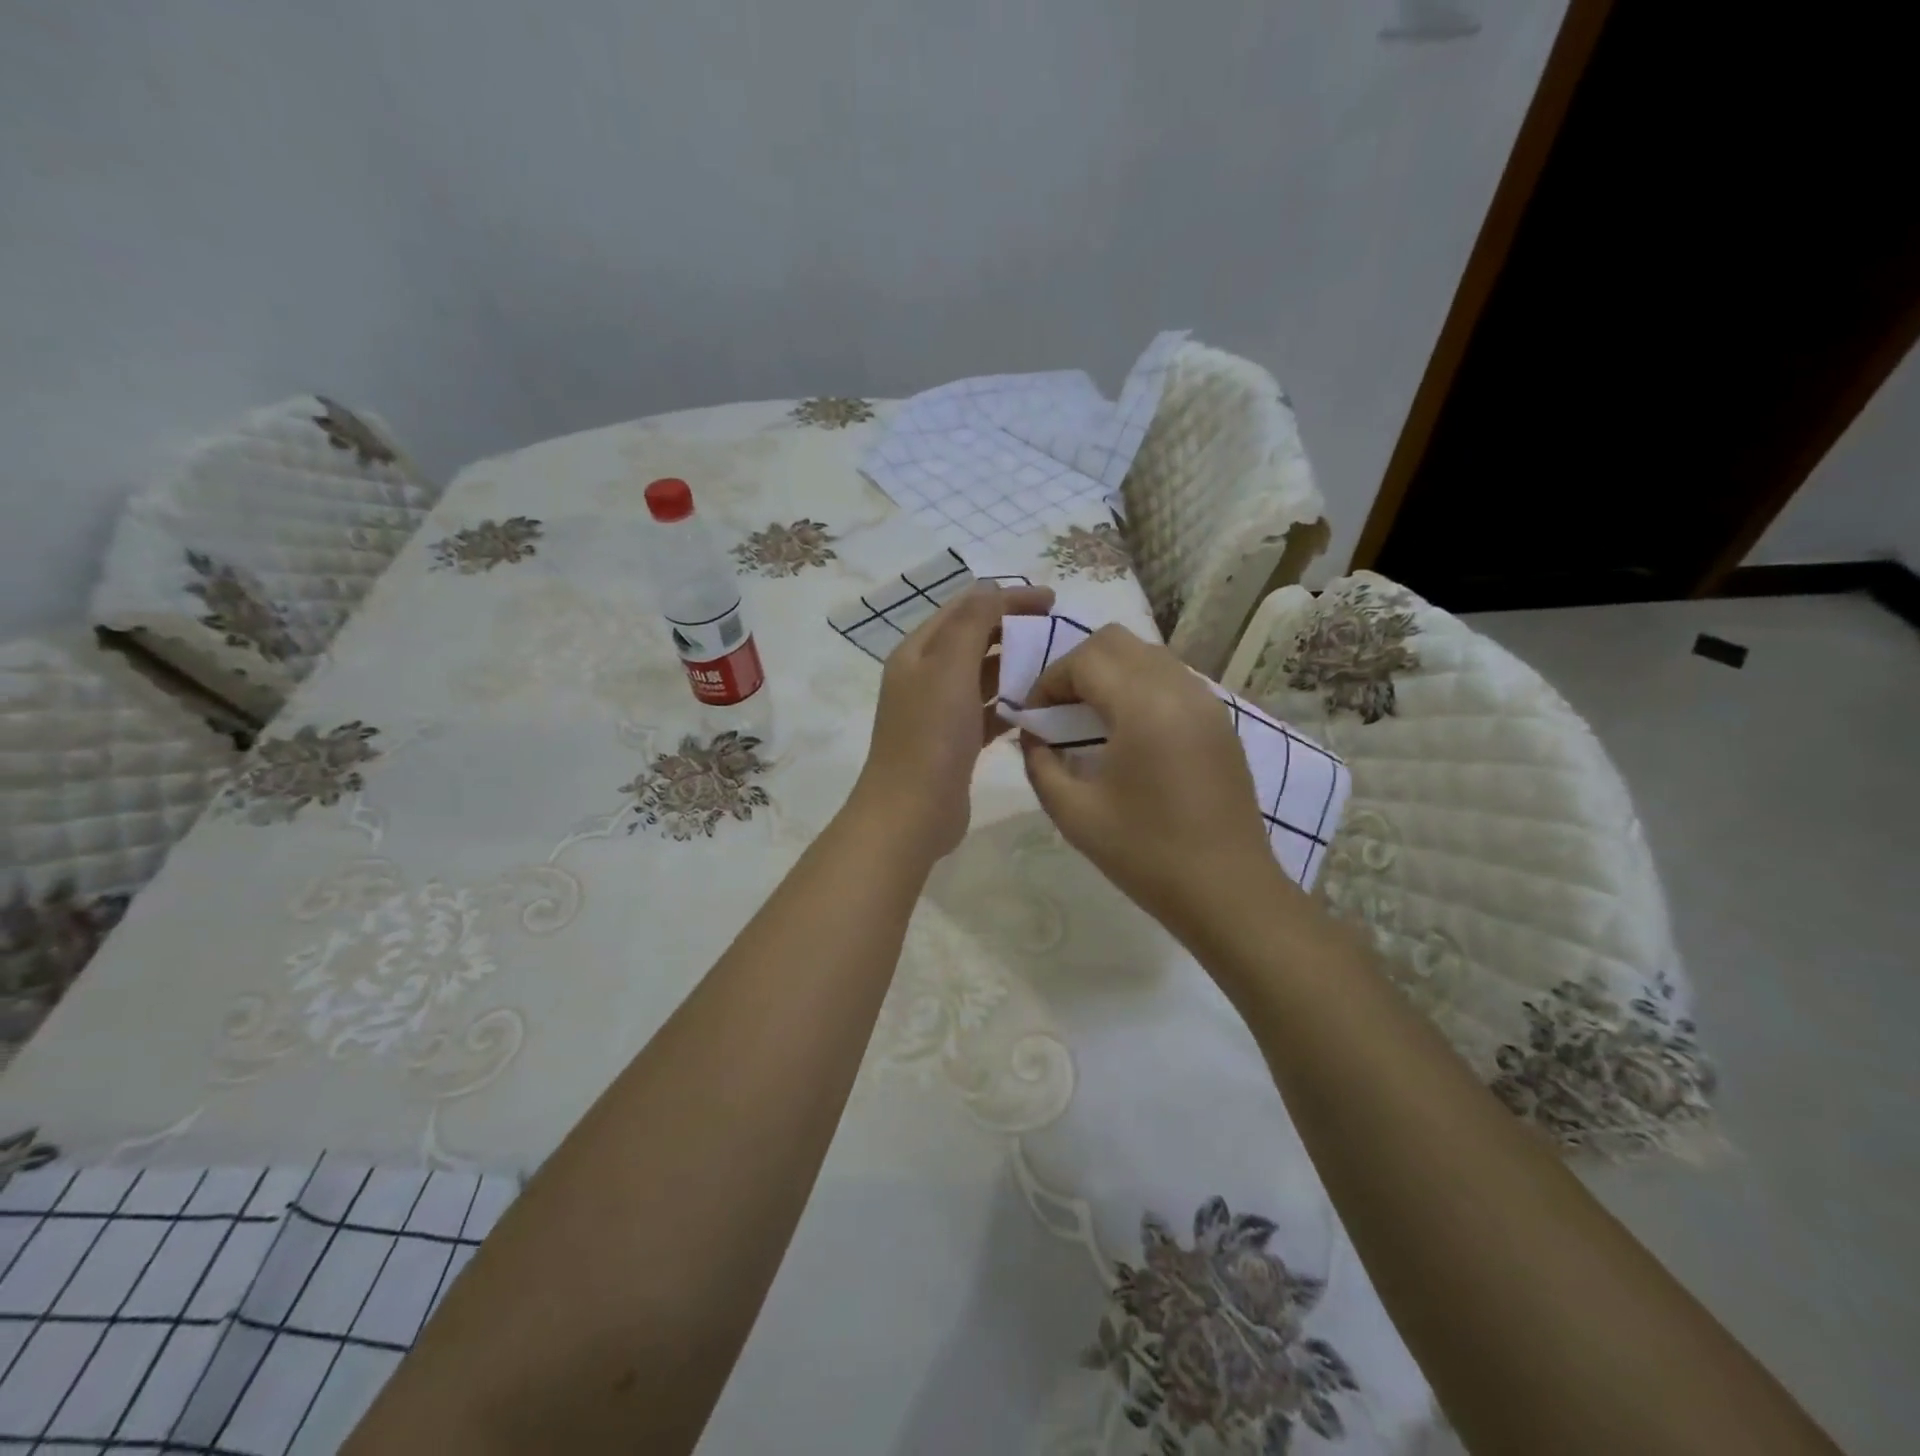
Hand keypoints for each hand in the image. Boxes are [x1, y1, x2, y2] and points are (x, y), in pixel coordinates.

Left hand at [850, 581, 1056, 861]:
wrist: (911, 813)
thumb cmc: (931, 736)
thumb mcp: (949, 668)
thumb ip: (972, 624)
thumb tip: (993, 590)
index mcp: (918, 652)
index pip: (965, 608)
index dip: (1007, 598)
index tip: (1052, 600)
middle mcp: (925, 676)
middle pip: (973, 639)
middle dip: (1013, 629)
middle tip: (1058, 631)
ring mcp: (940, 711)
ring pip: (983, 676)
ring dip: (1015, 666)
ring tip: (1056, 665)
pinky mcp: (956, 742)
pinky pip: (988, 712)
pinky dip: (1011, 704)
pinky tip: (1039, 707)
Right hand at [1019, 625, 1287, 943]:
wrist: (1227, 891)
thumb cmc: (1145, 853)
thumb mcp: (1074, 813)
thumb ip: (1040, 764)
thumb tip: (1033, 738)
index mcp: (1143, 706)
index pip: (1085, 659)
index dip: (1049, 680)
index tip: (1033, 717)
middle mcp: (1179, 689)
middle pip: (1117, 641)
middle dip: (1077, 666)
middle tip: (1059, 710)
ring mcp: (1207, 702)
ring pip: (1148, 655)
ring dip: (1111, 673)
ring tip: (1090, 719)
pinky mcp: (1220, 722)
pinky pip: (1172, 678)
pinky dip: (1140, 686)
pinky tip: (1128, 732)